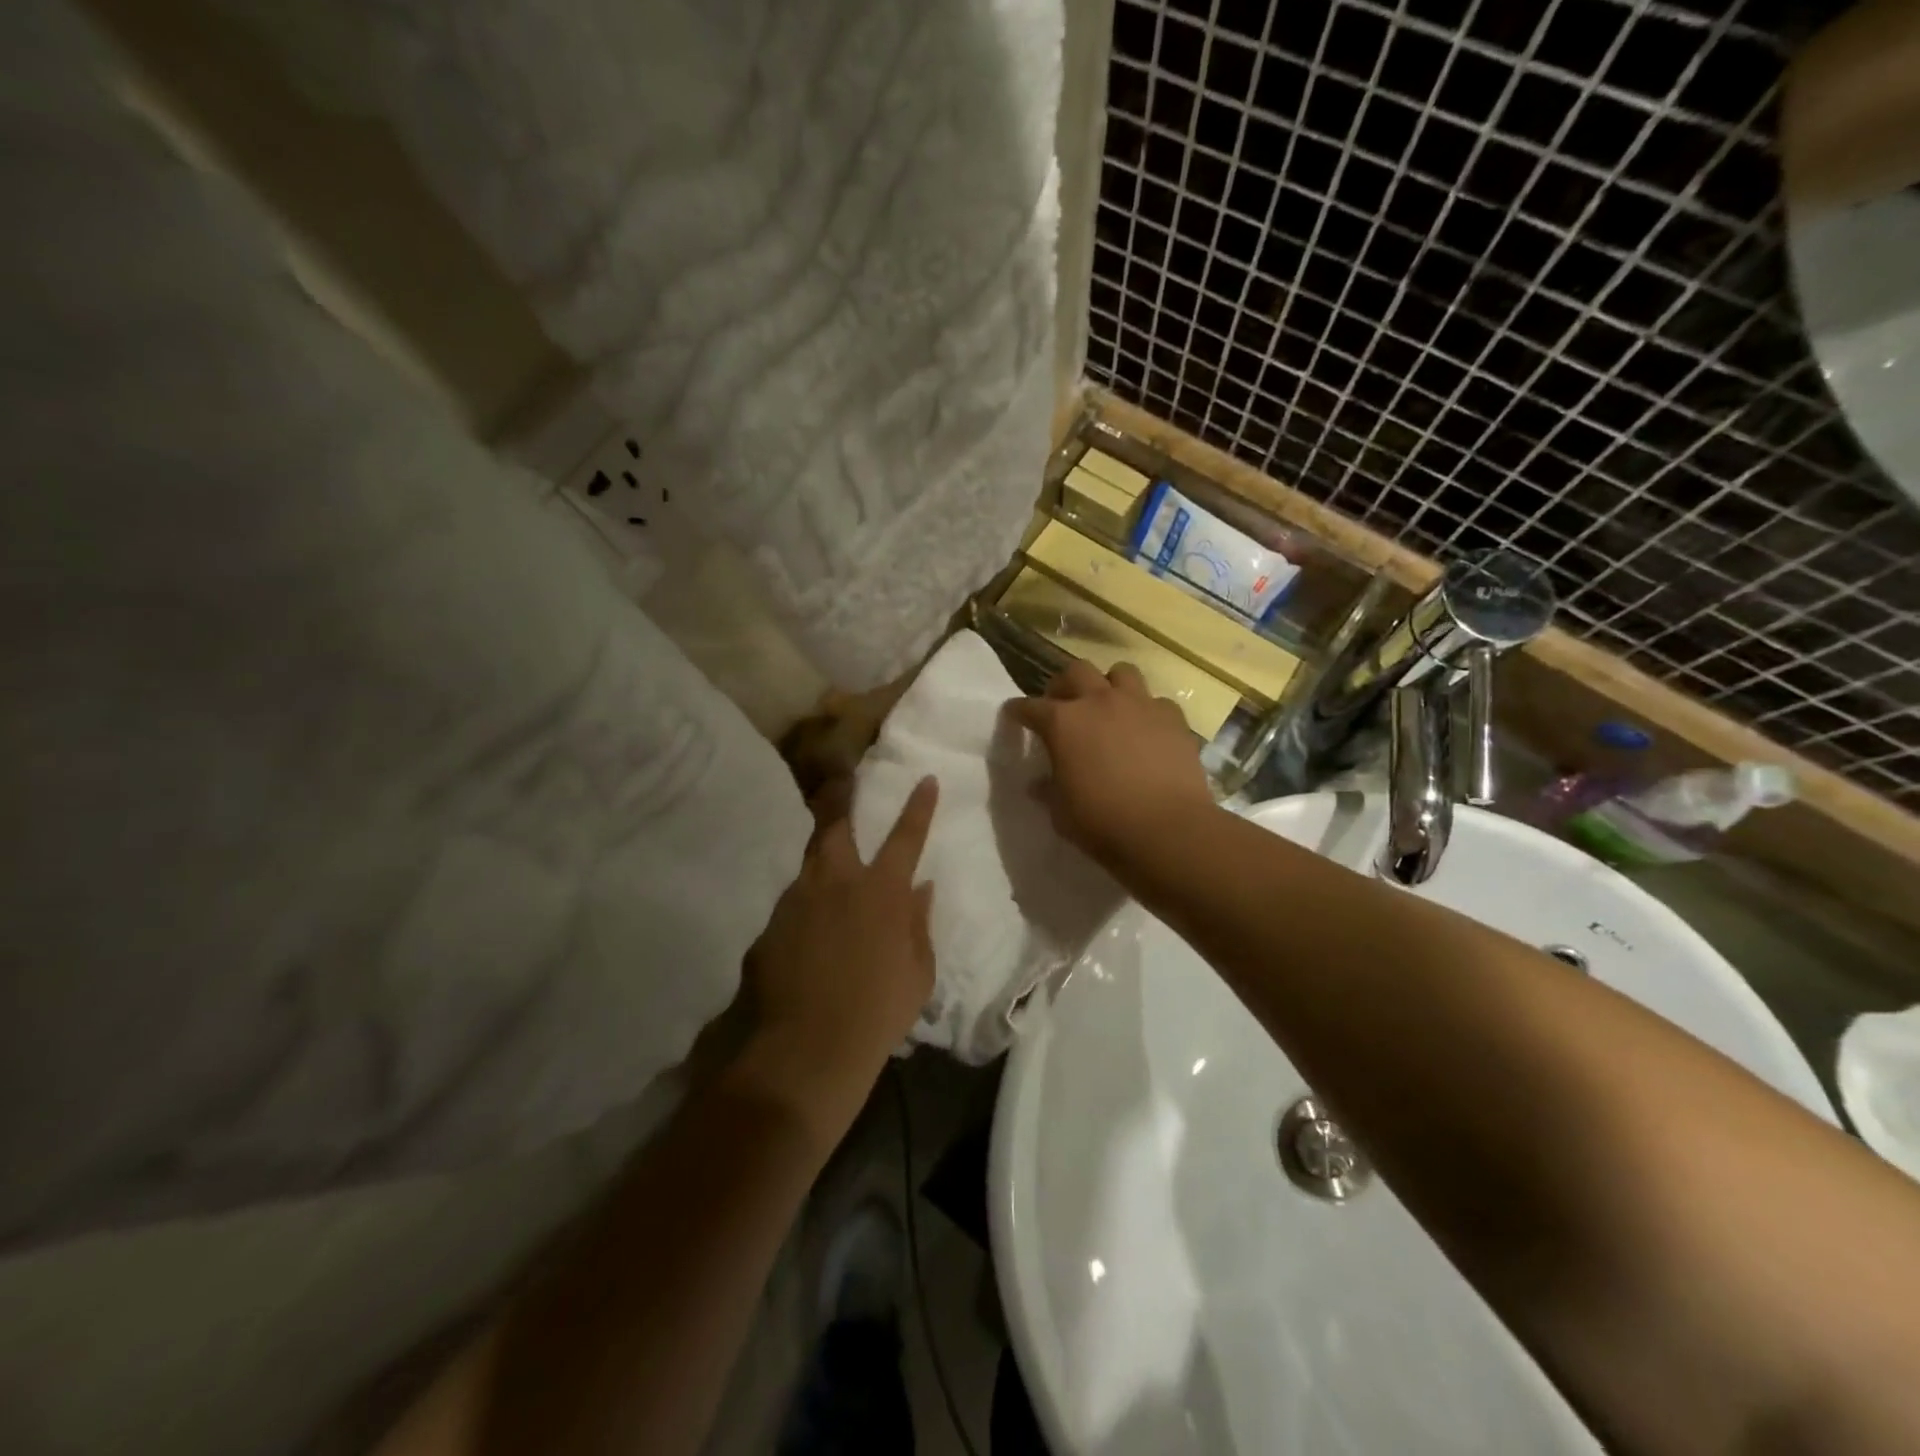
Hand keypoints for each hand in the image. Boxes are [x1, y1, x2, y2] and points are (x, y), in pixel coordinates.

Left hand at [737, 776, 938, 1145]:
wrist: (807, 1049)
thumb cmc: (878, 1012)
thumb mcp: (918, 972)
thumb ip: (919, 923)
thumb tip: (922, 888)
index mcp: (882, 891)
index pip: (906, 837)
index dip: (919, 807)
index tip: (926, 779)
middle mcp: (837, 882)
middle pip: (838, 826)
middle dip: (842, 800)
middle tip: (842, 783)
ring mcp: (797, 899)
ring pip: (810, 861)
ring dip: (823, 856)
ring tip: (827, 865)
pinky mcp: (770, 922)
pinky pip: (793, 900)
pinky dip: (805, 901)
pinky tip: (806, 923)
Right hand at [1005, 660, 1215, 871]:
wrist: (1167, 830)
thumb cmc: (1102, 823)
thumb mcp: (1061, 812)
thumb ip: (1048, 790)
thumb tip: (1039, 783)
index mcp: (1063, 722)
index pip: (1029, 707)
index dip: (1018, 711)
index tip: (1014, 716)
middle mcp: (1099, 701)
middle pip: (1075, 671)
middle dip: (1064, 685)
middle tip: (1062, 705)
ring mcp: (1140, 704)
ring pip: (1121, 672)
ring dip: (1110, 685)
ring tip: (1108, 707)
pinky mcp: (1173, 718)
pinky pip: (1156, 701)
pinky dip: (1147, 711)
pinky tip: (1146, 731)